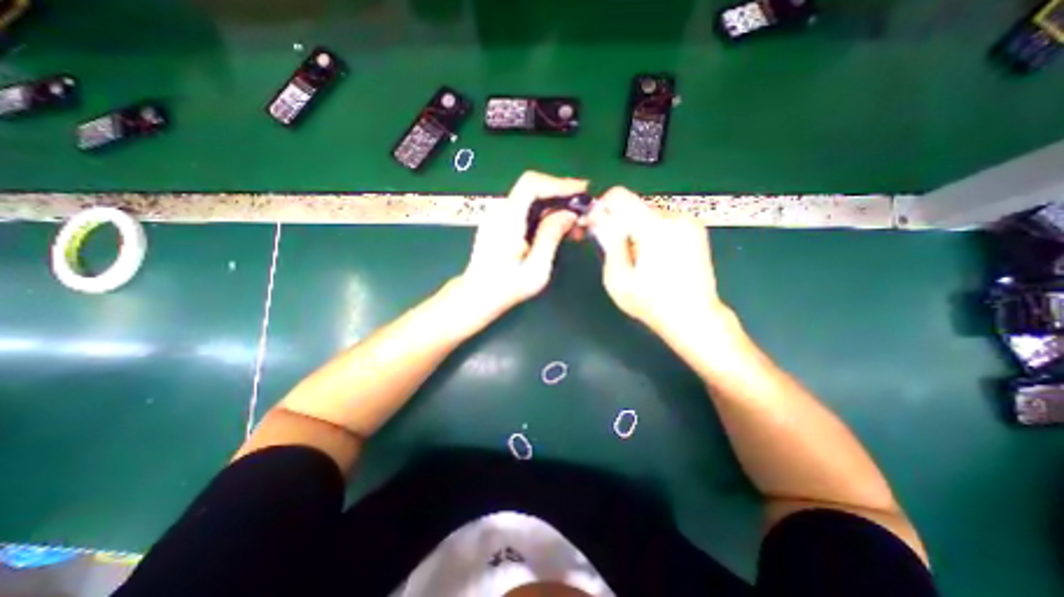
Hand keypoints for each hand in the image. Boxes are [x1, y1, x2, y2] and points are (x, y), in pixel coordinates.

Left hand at [458, 171, 589, 323]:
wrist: (478, 296)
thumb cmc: (507, 288)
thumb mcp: (536, 268)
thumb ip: (551, 237)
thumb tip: (569, 214)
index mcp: (507, 221)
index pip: (531, 184)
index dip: (558, 183)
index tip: (582, 190)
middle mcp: (500, 212)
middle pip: (533, 189)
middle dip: (561, 195)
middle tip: (584, 210)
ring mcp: (498, 217)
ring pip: (531, 200)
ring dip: (555, 207)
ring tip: (575, 225)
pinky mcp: (501, 224)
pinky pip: (526, 211)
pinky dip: (545, 215)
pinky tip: (559, 230)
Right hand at [591, 187, 732, 344]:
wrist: (694, 317)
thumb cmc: (651, 303)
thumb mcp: (617, 278)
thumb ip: (608, 242)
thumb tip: (598, 218)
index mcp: (653, 227)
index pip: (619, 196)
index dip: (602, 207)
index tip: (597, 225)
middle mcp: (674, 217)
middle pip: (634, 205)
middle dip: (620, 222)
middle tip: (617, 250)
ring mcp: (688, 222)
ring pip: (648, 213)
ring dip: (636, 229)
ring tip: (639, 258)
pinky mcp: (696, 229)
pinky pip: (663, 220)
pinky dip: (652, 232)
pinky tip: (655, 256)